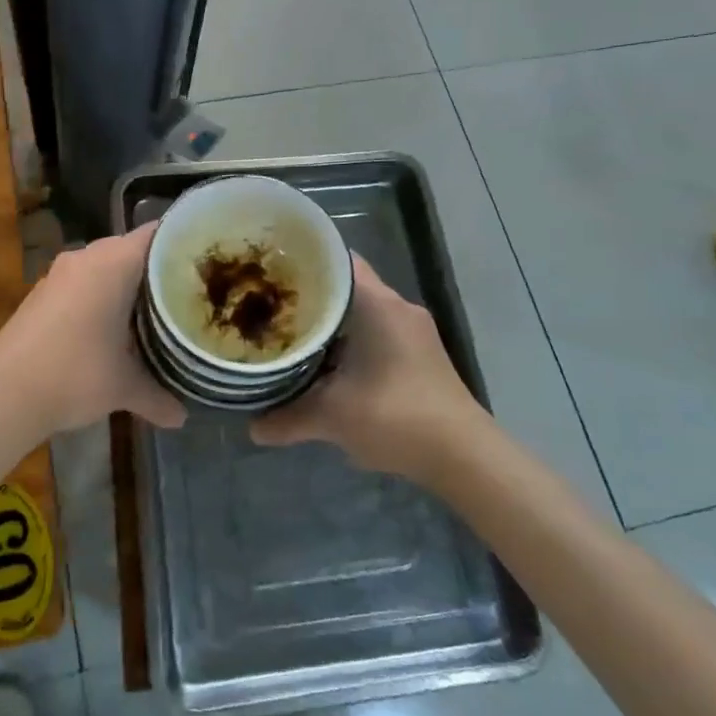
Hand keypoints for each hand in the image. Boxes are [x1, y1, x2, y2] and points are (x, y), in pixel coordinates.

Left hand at [0, 223, 186, 442]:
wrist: (4, 392)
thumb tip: (182, 418)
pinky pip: (83, 281)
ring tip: (157, 308)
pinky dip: (101, 294)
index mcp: (113, 263)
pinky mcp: (42, 291)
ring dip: (127, 283)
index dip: (184, 242)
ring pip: (105, 265)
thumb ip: (158, 396)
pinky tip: (114, 324)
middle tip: (190, 290)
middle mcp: (86, 257)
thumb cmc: (75, 374)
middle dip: (158, 268)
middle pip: (132, 249)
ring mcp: (60, 273)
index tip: (208, 260)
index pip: (157, 234)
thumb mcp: (124, 387)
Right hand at [250, 253, 488, 482]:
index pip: (338, 260)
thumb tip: (252, 428)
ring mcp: (413, 331)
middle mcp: (398, 308)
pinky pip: (376, 331)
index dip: (304, 260)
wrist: (463, 456)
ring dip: (332, 320)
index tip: (271, 269)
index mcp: (379, 305)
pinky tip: (326, 362)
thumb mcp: (333, 417)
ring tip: (290, 330)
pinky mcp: (420, 354)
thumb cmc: (397, 416)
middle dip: (311, 293)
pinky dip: (350, 339)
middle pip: (348, 284)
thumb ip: (289, 418)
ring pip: (363, 310)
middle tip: (270, 302)